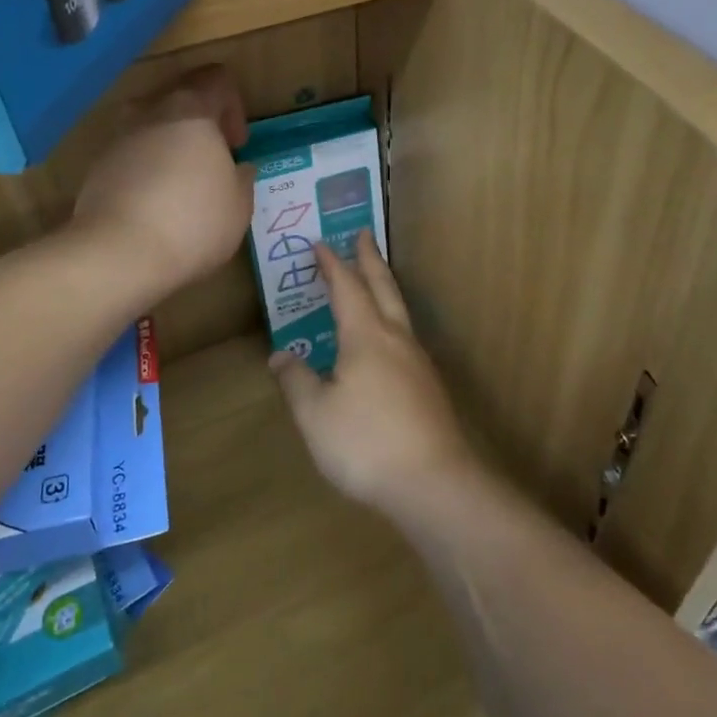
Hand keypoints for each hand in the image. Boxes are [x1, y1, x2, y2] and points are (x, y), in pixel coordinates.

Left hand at [71, 65, 254, 300]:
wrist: (118, 253)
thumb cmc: (193, 222)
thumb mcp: (239, 205)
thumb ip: (242, 178)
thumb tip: (238, 168)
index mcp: (191, 110)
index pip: (216, 79)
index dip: (233, 105)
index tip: (236, 145)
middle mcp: (150, 113)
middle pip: (180, 96)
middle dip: (200, 124)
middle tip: (213, 160)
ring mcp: (119, 139)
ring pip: (151, 126)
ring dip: (170, 146)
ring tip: (183, 185)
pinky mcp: (97, 168)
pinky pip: (131, 156)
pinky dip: (147, 170)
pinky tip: (156, 207)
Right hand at [270, 230, 475, 515]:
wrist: (434, 483)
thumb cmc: (366, 443)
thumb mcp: (315, 414)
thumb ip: (296, 381)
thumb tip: (281, 355)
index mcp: (366, 336)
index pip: (346, 287)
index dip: (331, 264)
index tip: (319, 243)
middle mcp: (396, 339)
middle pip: (383, 287)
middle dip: (370, 259)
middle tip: (363, 234)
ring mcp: (418, 362)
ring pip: (400, 310)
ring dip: (385, 286)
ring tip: (375, 280)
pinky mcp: (429, 387)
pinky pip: (406, 336)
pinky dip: (392, 319)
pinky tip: (388, 341)